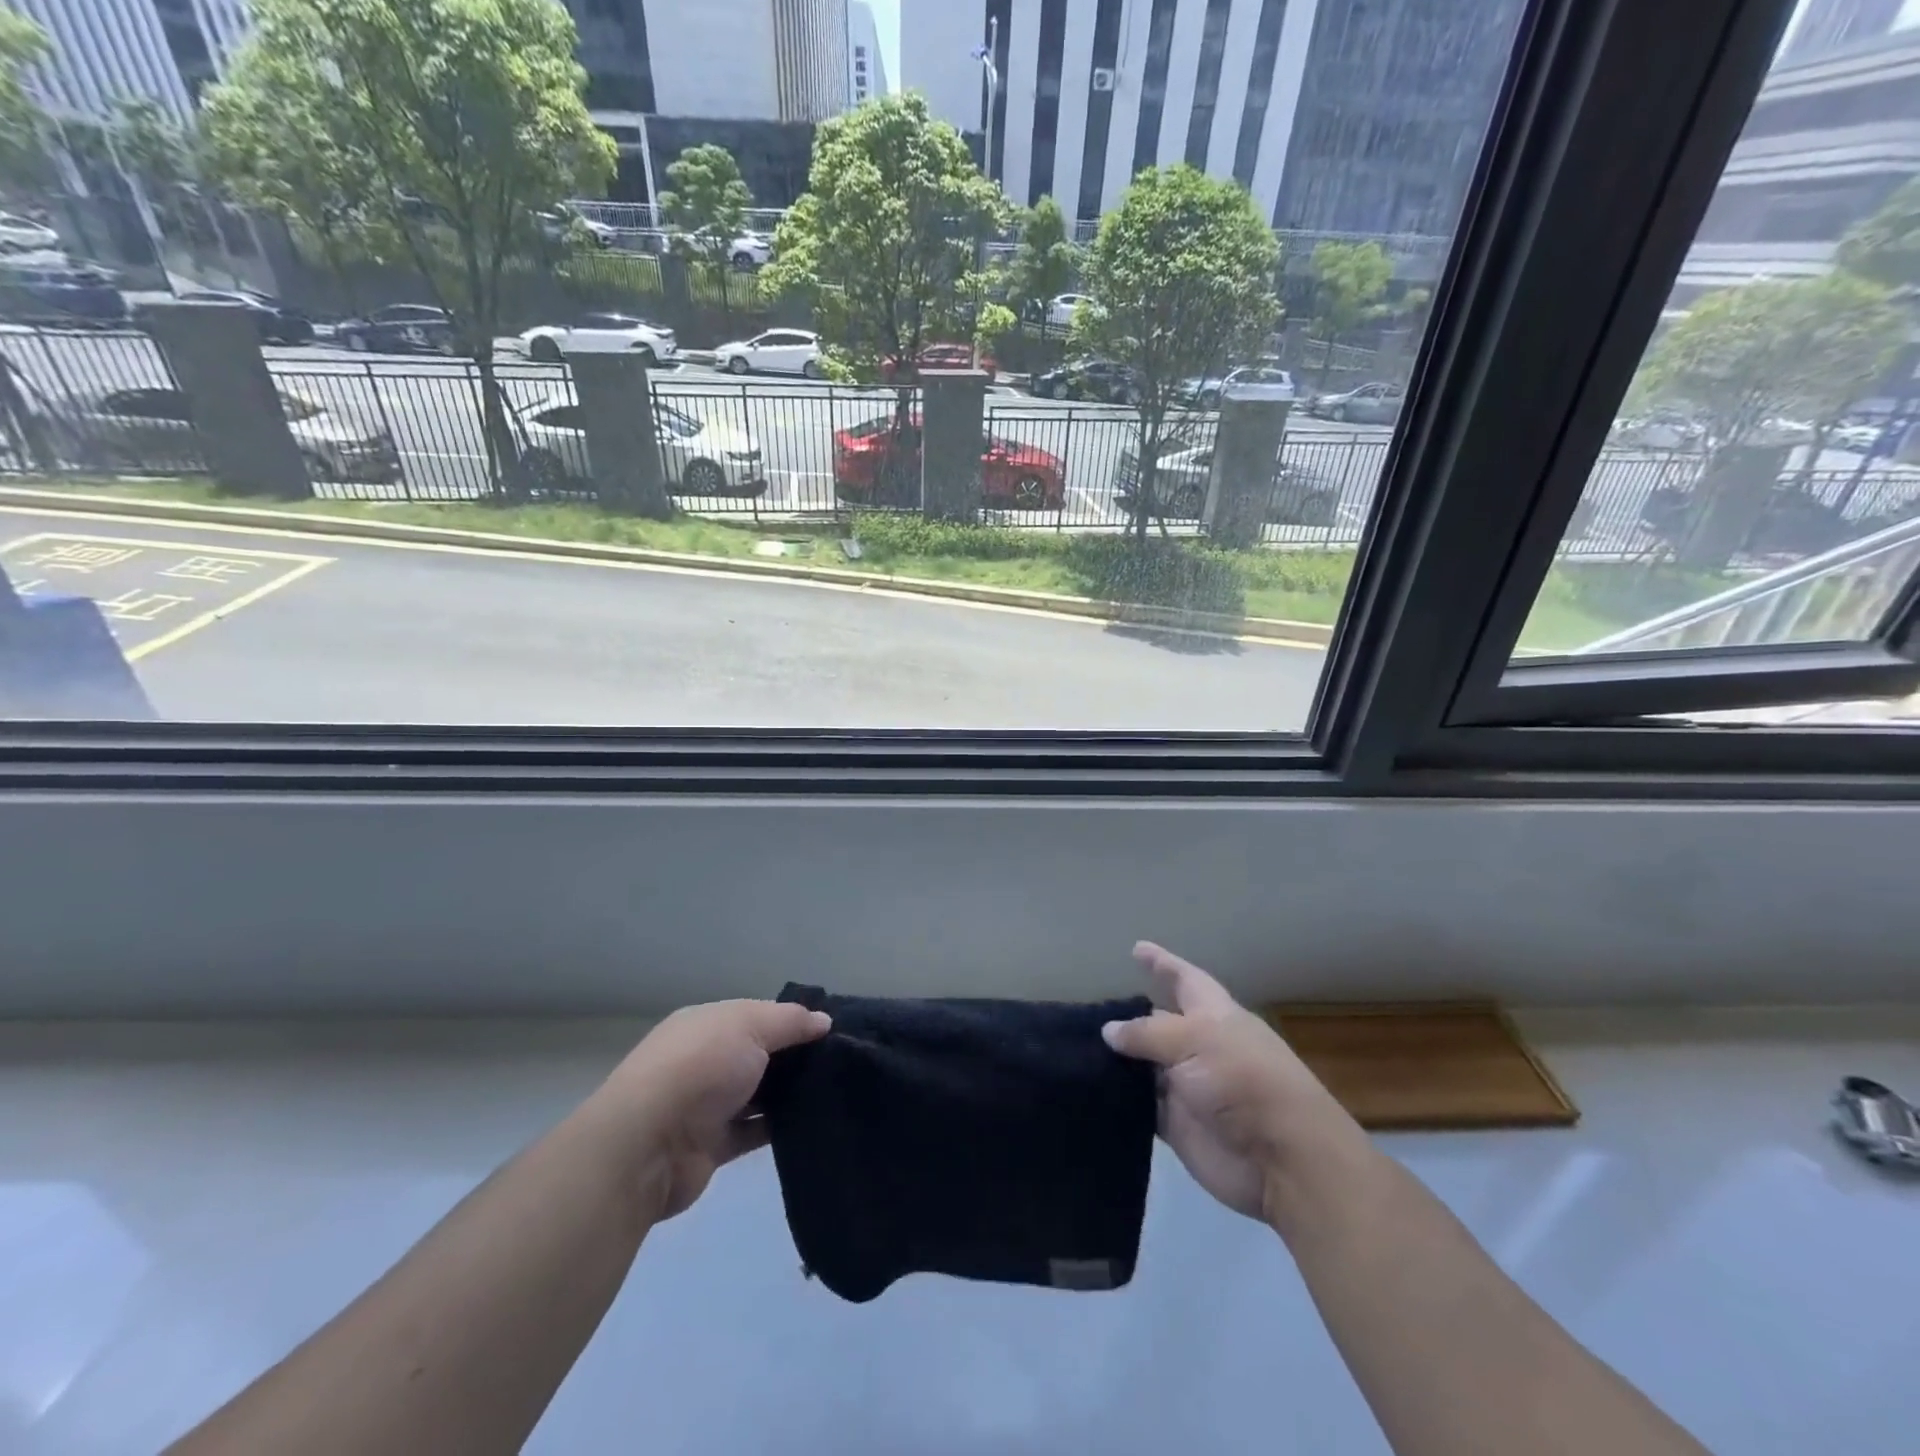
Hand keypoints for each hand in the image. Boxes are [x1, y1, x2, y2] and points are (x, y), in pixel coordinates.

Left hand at [596, 999, 830, 1222]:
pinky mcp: (713, 1145)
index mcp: (707, 1024)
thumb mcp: (750, 1026)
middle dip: (794, 1057)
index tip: (830, 1030)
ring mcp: (707, 1104)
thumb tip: (824, 1020)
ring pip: (759, 1093)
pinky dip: (780, 1127)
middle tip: (841, 1061)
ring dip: (789, 1093)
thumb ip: (790, 1021)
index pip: (756, 1015)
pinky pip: (755, 1131)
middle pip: (758, 1054)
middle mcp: (705, 1060)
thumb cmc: (700, 1067)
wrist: (648, 1146)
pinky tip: (814, 1121)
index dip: (792, 1020)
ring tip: (837, 1090)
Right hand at [1103, 943, 1352, 1223]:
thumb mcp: (1195, 1040)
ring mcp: (1188, 1086)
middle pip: (1158, 1024)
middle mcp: (1200, 1046)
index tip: (1136, 948)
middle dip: (1128, 1017)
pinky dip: (1118, 1097)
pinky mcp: (1177, 1125)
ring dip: (1117, 1059)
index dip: (1162, 964)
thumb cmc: (1242, 1080)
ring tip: (1075, 1047)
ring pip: (1144, 1065)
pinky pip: (1140, 1105)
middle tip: (1087, 1011)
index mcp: (1213, 1016)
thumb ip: (1147, 1033)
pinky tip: (1089, 1087)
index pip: (1183, 980)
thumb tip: (1110, 1031)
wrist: (1281, 1159)